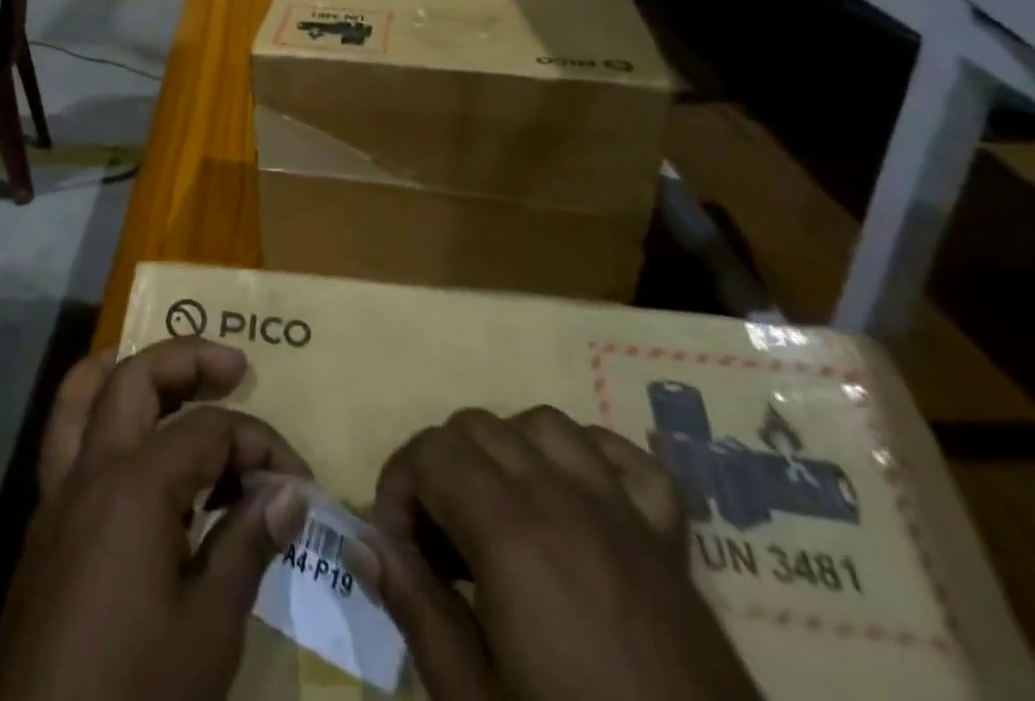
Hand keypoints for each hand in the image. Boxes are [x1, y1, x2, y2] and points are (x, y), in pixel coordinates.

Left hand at [0, 339, 310, 700]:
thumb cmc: (136, 695)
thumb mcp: (208, 631)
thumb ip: (246, 545)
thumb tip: (289, 494)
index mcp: (133, 486)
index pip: (207, 431)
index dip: (259, 443)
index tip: (297, 481)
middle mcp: (89, 471)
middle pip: (134, 379)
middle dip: (187, 359)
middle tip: (235, 367)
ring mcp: (57, 496)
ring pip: (79, 396)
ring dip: (123, 368)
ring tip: (165, 370)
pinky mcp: (44, 528)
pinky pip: (66, 441)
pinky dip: (97, 415)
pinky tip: (132, 448)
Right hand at [359, 407, 760, 700]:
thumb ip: (417, 609)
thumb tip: (363, 543)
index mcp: (512, 532)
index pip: (430, 452)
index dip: (398, 487)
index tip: (398, 549)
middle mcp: (564, 498)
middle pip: (477, 426)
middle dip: (440, 467)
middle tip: (437, 543)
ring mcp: (623, 513)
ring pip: (543, 425)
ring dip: (507, 453)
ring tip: (497, 514)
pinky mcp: (670, 543)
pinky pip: (626, 459)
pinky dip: (590, 459)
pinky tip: (575, 499)